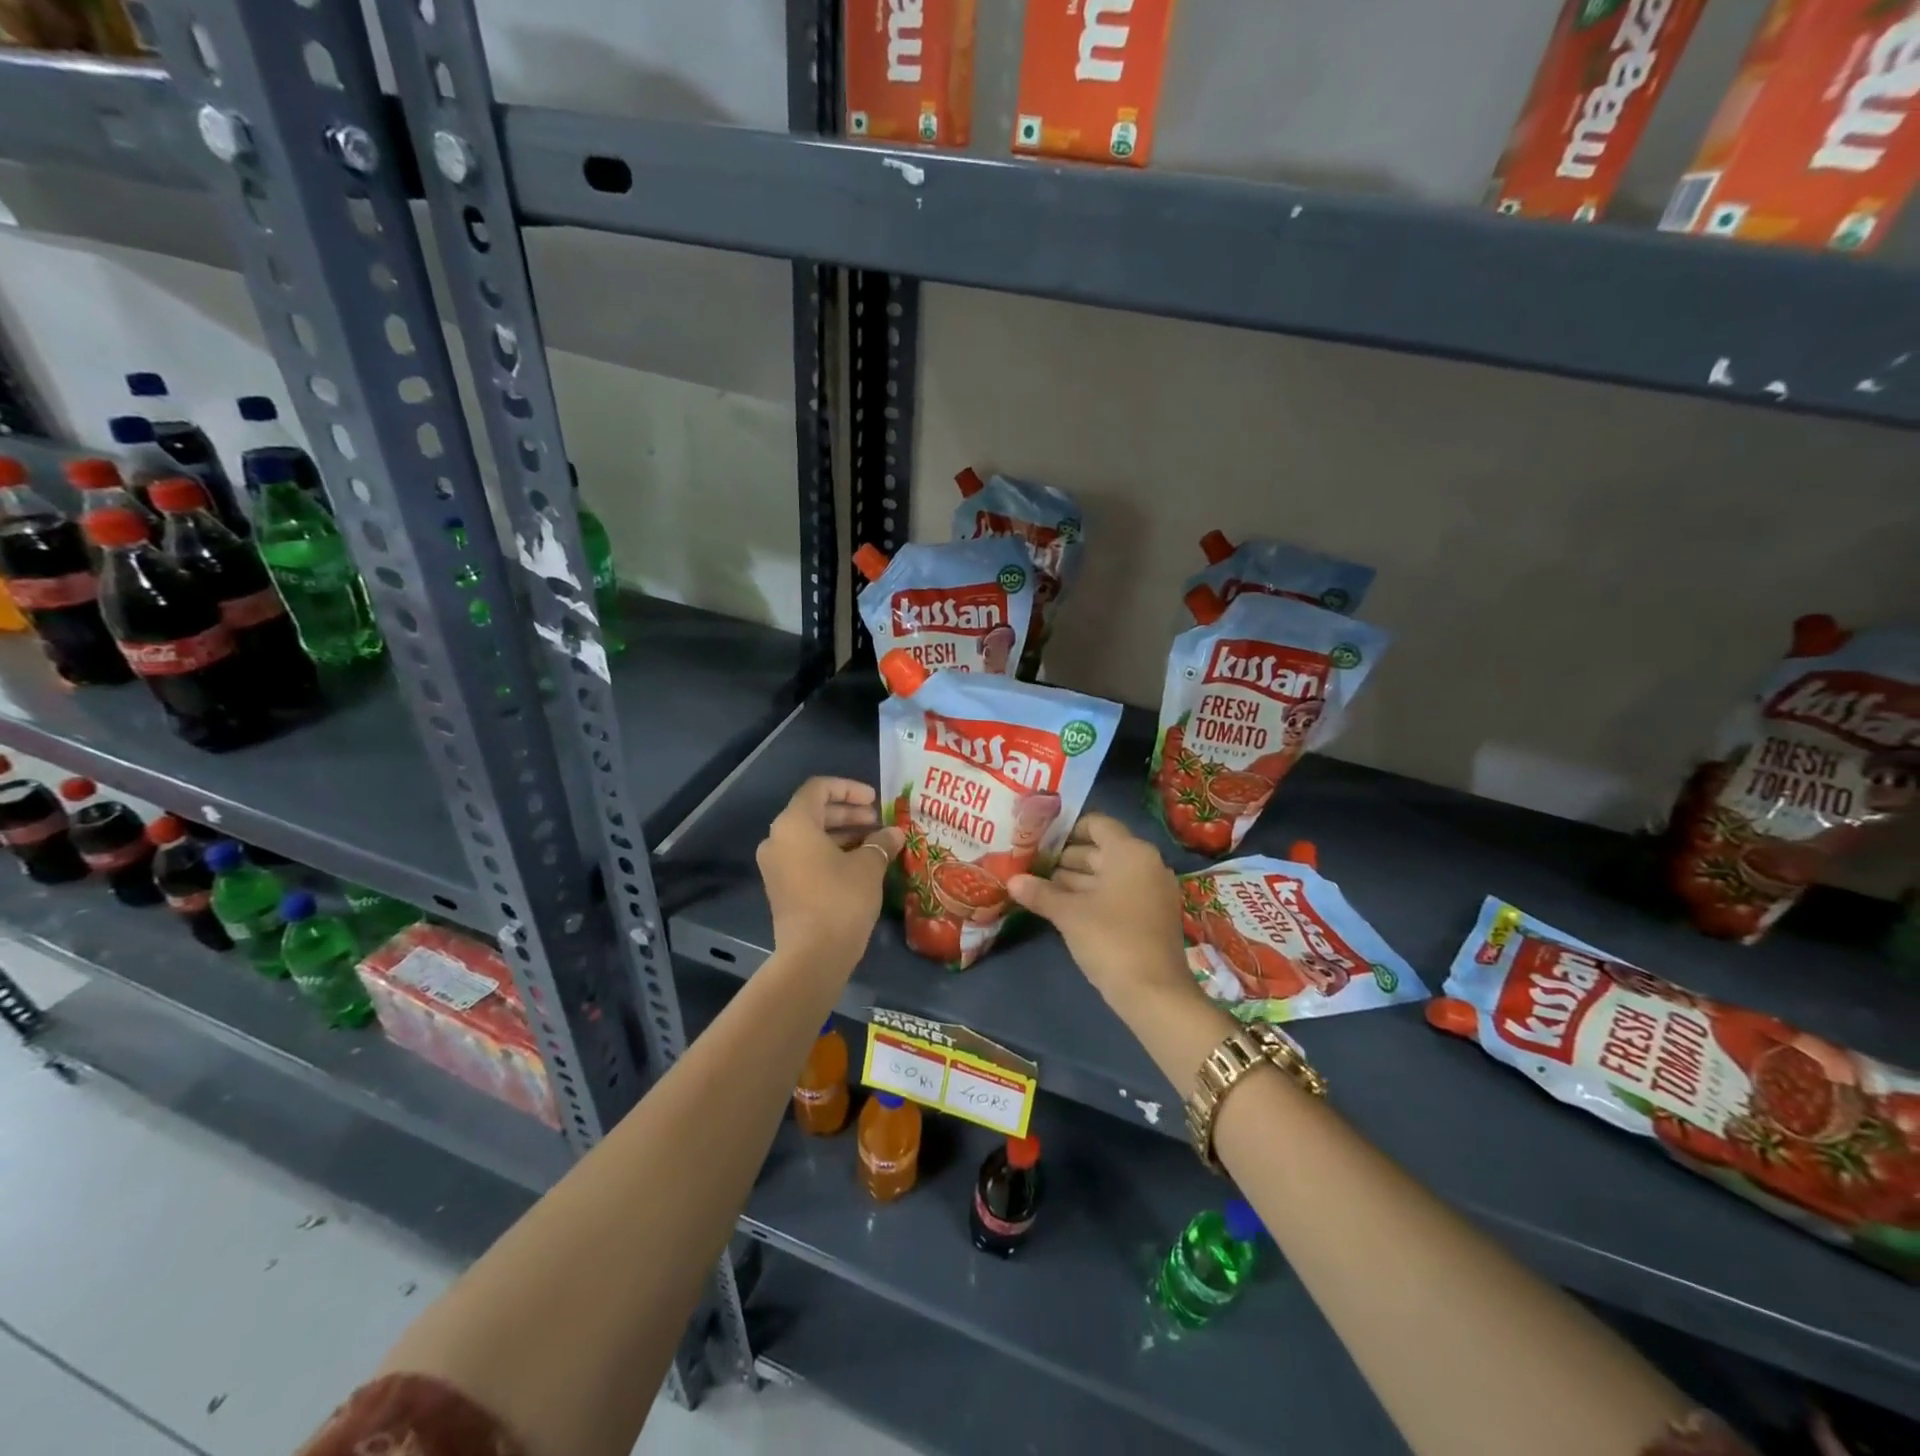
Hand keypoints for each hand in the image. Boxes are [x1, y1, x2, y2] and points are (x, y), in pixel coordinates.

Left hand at [757, 777, 902, 965]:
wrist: (812, 955)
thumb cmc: (841, 899)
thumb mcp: (868, 866)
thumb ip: (881, 842)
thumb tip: (894, 833)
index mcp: (794, 824)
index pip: (819, 789)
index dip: (849, 788)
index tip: (875, 800)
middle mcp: (778, 839)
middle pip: (813, 812)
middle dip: (848, 814)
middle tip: (878, 822)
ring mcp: (775, 865)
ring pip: (810, 837)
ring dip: (842, 834)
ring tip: (874, 843)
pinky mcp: (781, 887)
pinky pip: (805, 857)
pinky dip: (830, 853)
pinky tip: (859, 864)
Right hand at [1007, 814, 1193, 1013]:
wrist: (1154, 993)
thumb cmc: (1110, 939)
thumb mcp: (1069, 914)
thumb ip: (1040, 893)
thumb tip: (1012, 881)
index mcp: (1130, 852)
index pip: (1097, 824)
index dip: (1066, 829)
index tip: (1037, 839)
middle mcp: (1145, 864)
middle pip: (1100, 850)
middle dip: (1064, 858)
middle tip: (1029, 865)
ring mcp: (1150, 891)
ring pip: (1106, 875)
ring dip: (1074, 880)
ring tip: (1038, 887)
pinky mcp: (1150, 916)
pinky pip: (1116, 894)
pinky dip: (1091, 897)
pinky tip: (1062, 908)